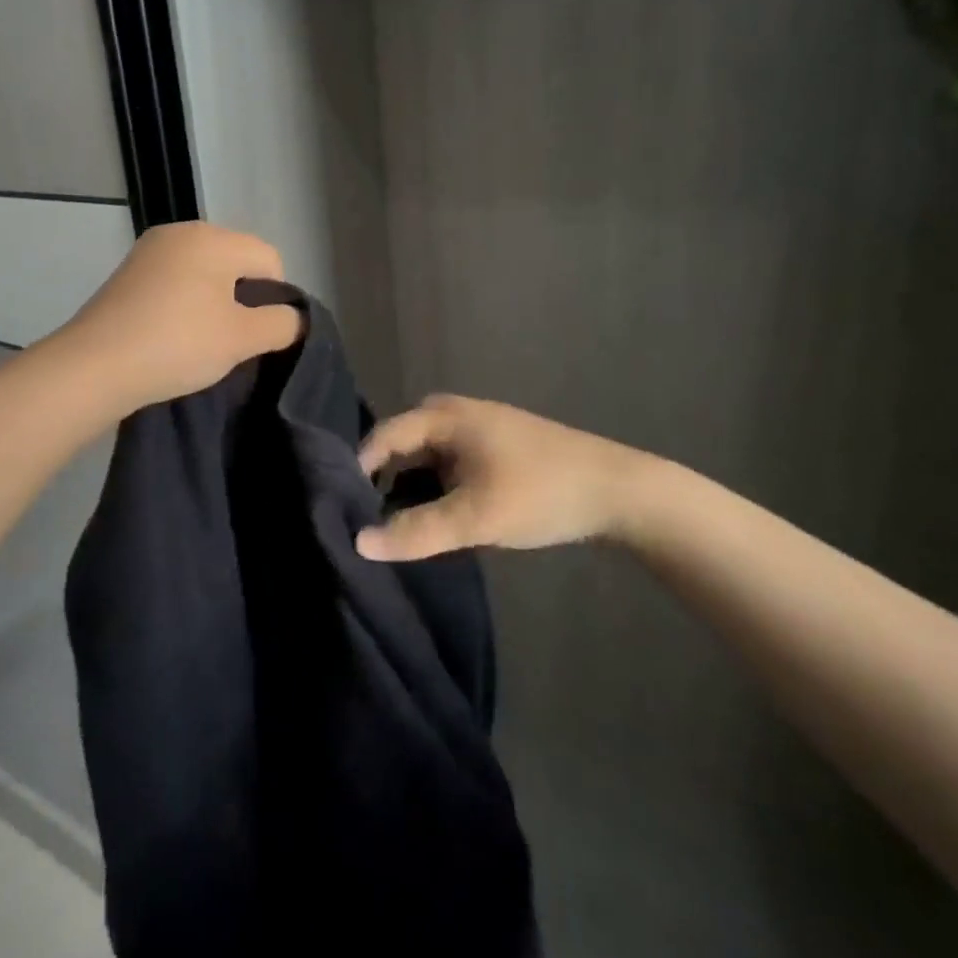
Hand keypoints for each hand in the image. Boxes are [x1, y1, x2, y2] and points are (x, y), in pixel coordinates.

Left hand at [56, 222, 302, 413]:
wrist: (93, 367)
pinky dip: (184, 303)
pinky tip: (173, 334)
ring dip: (213, 302)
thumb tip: (295, 317)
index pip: (269, 259)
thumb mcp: (242, 338)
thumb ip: (281, 324)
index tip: (257, 334)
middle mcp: (181, 232)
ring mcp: (149, 251)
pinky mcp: (128, 274)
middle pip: (236, 260)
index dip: (275, 298)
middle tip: (231, 340)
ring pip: (204, 272)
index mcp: (213, 237)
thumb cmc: (178, 344)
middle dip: (243, 298)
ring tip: (201, 340)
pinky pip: (174, 281)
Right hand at [355, 394, 675, 560]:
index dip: (357, 473)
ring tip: (398, 532)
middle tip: (367, 526)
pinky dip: (438, 494)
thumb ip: (415, 531)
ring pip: (425, 462)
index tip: (340, 512)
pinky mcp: (491, 451)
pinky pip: (447, 468)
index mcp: (441, 415)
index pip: (380, 439)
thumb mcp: (474, 518)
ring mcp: (474, 430)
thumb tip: (357, 543)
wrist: (617, 492)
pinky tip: (439, 524)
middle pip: (400, 451)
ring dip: (413, 494)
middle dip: (383, 487)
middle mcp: (452, 414)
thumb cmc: (540, 493)